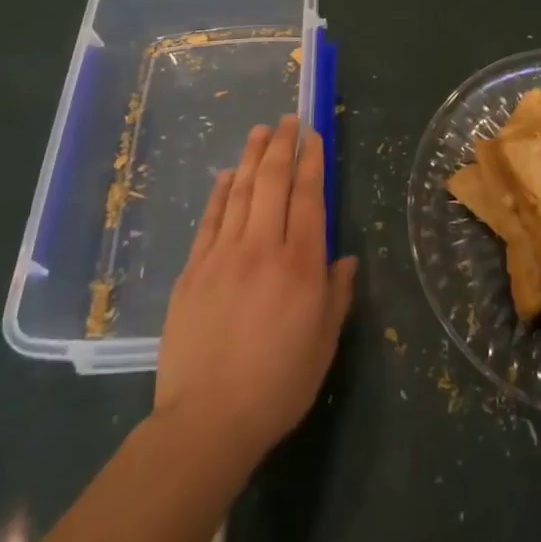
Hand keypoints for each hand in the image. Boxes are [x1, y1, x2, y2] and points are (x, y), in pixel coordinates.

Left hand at [155, 116, 356, 464]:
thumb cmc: (276, 386)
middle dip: (282, 145)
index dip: (312, 162)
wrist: (206, 422)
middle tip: (288, 119)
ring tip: (260, 130)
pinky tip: (227, 174)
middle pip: (273, 182)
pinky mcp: (193, 269)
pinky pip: (210, 219)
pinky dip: (221, 191)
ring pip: (240, 191)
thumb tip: (346, 257)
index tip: (313, 136)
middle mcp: (263, 248)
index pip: (309, 197)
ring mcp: (223, 255)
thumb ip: (336, 295)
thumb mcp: (323, 345)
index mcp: (300, 265)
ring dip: (252, 156)